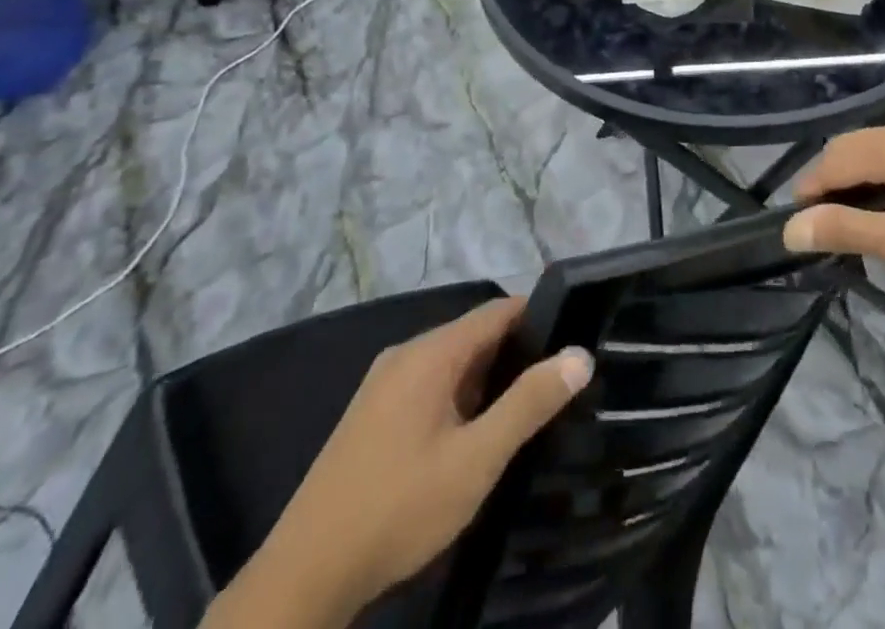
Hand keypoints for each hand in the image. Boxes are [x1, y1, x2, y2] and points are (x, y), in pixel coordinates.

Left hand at [220, 300, 591, 622]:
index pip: (498, 309)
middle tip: (555, 384)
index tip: (572, 339)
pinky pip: (429, 385)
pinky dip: (459, 397)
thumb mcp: (477, 459)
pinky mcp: (371, 414)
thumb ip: (529, 403)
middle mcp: (406, 354)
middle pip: (475, 334)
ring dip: (488, 379)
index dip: (539, 317)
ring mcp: (383, 383)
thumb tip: (579, 354)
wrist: (305, 574)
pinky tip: (473, 435)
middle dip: (516, 353)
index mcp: (432, 351)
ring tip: (524, 410)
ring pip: (451, 363)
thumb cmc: (400, 506)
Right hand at [784, 118, 884, 287]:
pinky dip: (874, 175)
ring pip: (867, 150)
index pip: (830, 162)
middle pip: (845, 149)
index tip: (800, 230)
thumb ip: (844, 229)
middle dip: (827, 185)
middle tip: (826, 230)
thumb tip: (790, 228)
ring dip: (851, 180)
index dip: (809, 193)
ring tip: (852, 222)